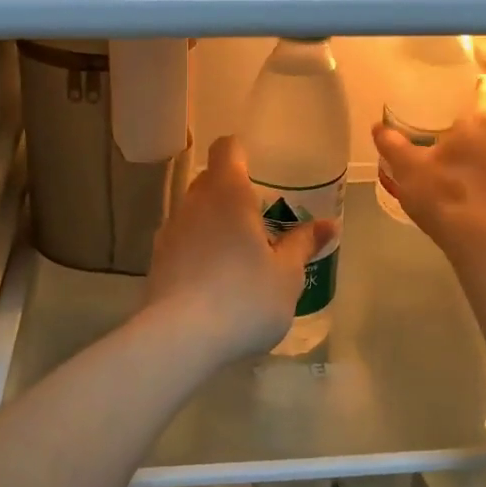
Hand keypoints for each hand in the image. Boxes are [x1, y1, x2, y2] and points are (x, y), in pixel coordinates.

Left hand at [142, 136, 336, 361]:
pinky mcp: (157, 260)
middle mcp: (194, 202)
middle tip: (261, 216)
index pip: (227, 148)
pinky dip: (199, 247)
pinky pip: (183, 240)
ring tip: (240, 251)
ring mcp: (170, 230)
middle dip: (233, 191)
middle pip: (210, 179)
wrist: (180, 338)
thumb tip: (328, 224)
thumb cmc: (244, 296)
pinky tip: (216, 277)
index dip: (242, 152)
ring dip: (215, 222)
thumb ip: (303, 244)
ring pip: (195, 211)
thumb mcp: (286, 274)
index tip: (261, 169)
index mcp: (227, 192)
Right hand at [373, 82, 485, 249]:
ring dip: (470, 143)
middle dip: (465, 116)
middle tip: (435, 119)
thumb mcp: (408, 166)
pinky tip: (453, 175)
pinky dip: (475, 164)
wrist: (479, 241)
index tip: (455, 85)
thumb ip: (392, 143)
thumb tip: (378, 127)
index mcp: (483, 121)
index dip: (474, 82)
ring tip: (441, 148)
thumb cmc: (445, 192)